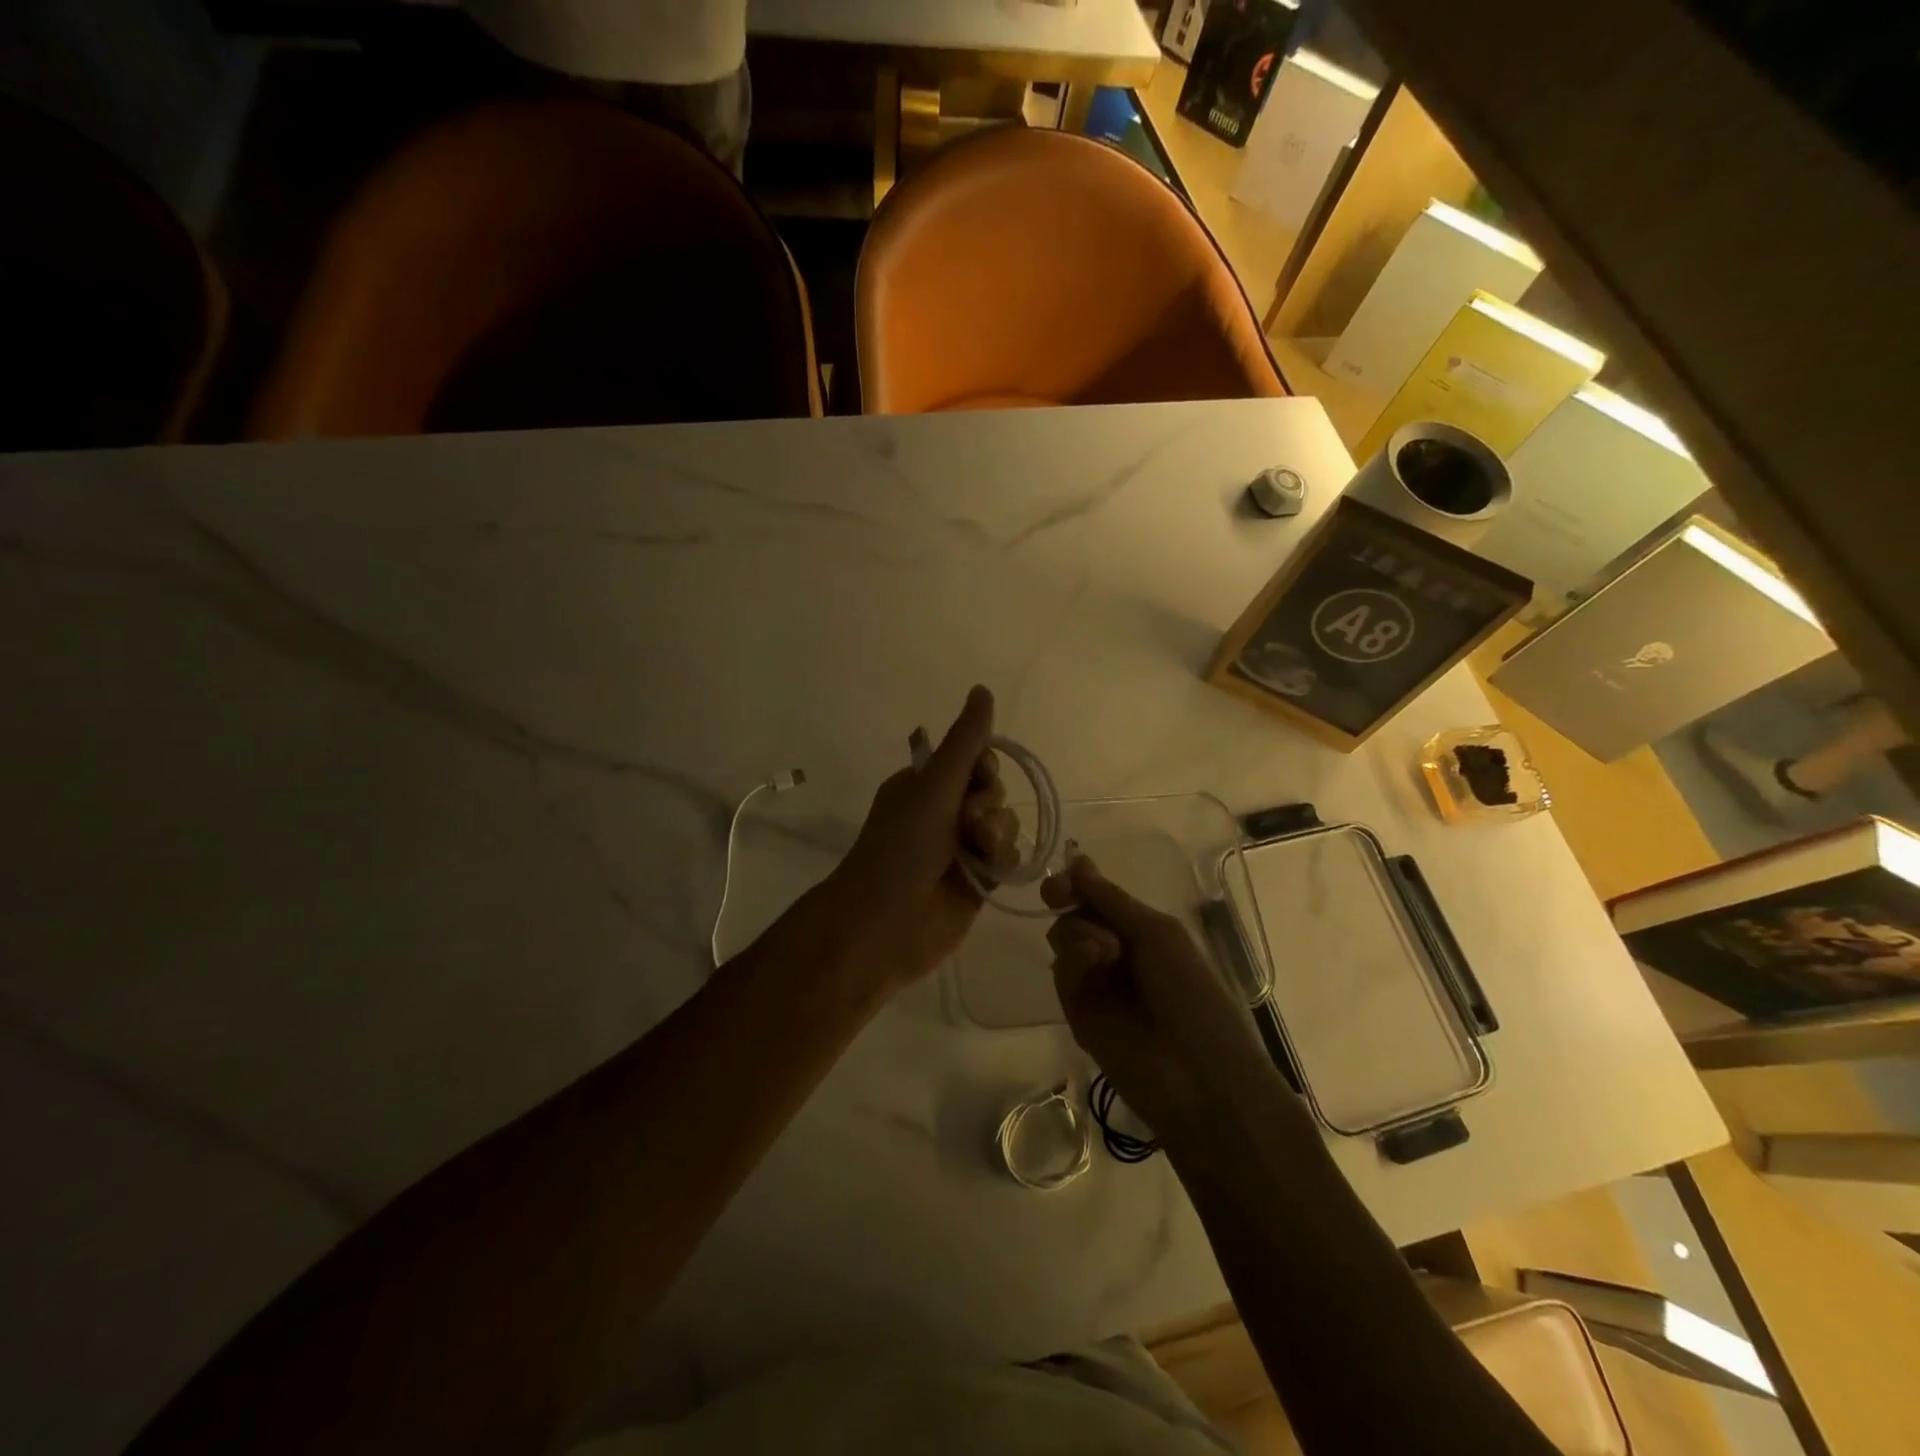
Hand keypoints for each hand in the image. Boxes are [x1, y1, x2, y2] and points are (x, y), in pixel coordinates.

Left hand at [821, 685, 1017, 992]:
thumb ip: (965, 741)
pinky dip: (1003, 859)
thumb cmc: (903, 846)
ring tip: (976, 853)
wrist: (888, 921)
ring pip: (1004, 823)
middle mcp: (943, 812)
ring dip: (995, 833)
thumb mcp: (934, 786)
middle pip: (992, 791)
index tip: (976, 777)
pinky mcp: (978, 879)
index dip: (983, 767)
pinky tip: (990, 871)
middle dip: (987, 804)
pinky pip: (1008, 856)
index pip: (973, 760)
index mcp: (925, 785)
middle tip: (967, 823)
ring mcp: (961, 848)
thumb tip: (982, 689)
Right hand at [1044, 856, 1274, 1134]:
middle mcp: (1114, 952)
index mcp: (1141, 930)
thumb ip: (1110, 899)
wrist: (1198, 1075)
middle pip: (1074, 914)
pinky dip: (1073, 960)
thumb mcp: (1157, 933)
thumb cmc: (1191, 992)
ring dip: (1077, 933)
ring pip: (1063, 939)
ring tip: (1104, 951)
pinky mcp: (1077, 1013)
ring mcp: (1095, 983)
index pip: (1098, 897)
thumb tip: (1076, 860)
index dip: (1076, 883)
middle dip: (1068, 901)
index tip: (1060, 878)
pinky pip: (1062, 973)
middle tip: (1060, 895)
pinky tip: (1094, 963)